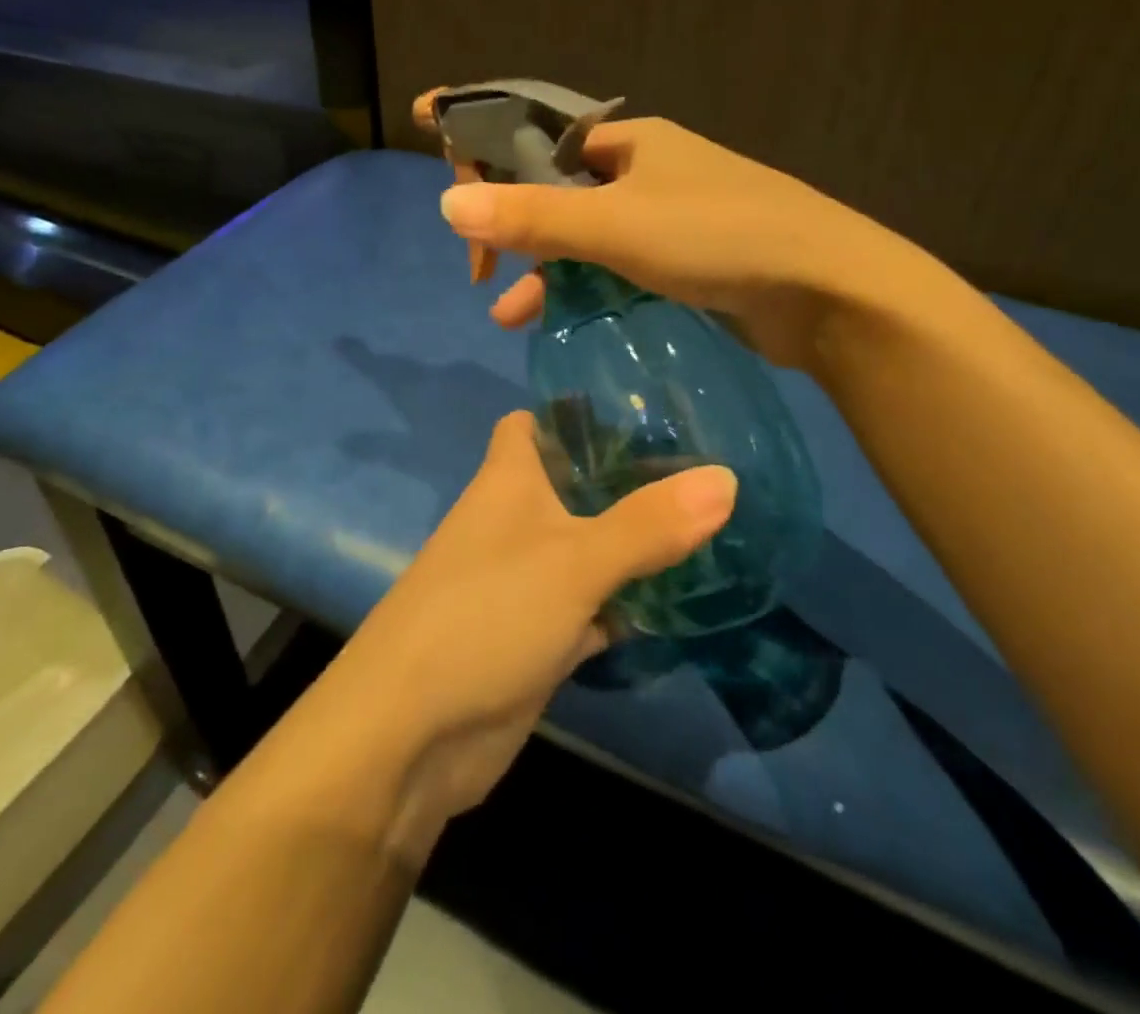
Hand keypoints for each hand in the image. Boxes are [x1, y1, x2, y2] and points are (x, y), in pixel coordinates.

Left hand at [330, 411, 734, 824]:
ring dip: (633, 541)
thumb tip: (727, 477)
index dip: (575, 408)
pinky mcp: (537, 635)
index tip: (639, 402)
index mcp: (507, 480)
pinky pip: (591, 605)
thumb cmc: (486, 615)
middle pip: (572, 483)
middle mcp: (513, 521)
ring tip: (708, 521)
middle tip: (703, 463)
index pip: (532, 422)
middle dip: (626, 476)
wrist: (411, 736)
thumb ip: (648, 523)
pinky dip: (626, 603)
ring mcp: (524, 581)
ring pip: (587, 545)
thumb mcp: (575, 562)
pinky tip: (680, 598)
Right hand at [413, 90, 892, 369]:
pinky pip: (614, 267)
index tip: (437, 159)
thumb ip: (533, 216)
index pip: (536, 132)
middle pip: (554, 188)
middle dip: (510, 225)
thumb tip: (447, 203)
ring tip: (505, 314)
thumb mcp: (616, 225)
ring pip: (583, 235)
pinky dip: (582, 287)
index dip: (483, 142)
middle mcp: (645, 171)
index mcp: (628, 142)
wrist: (829, 292)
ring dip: (542, 267)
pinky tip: (555, 317)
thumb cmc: (719, 237)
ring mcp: (667, 217)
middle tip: (476, 270)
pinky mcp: (684, 262)